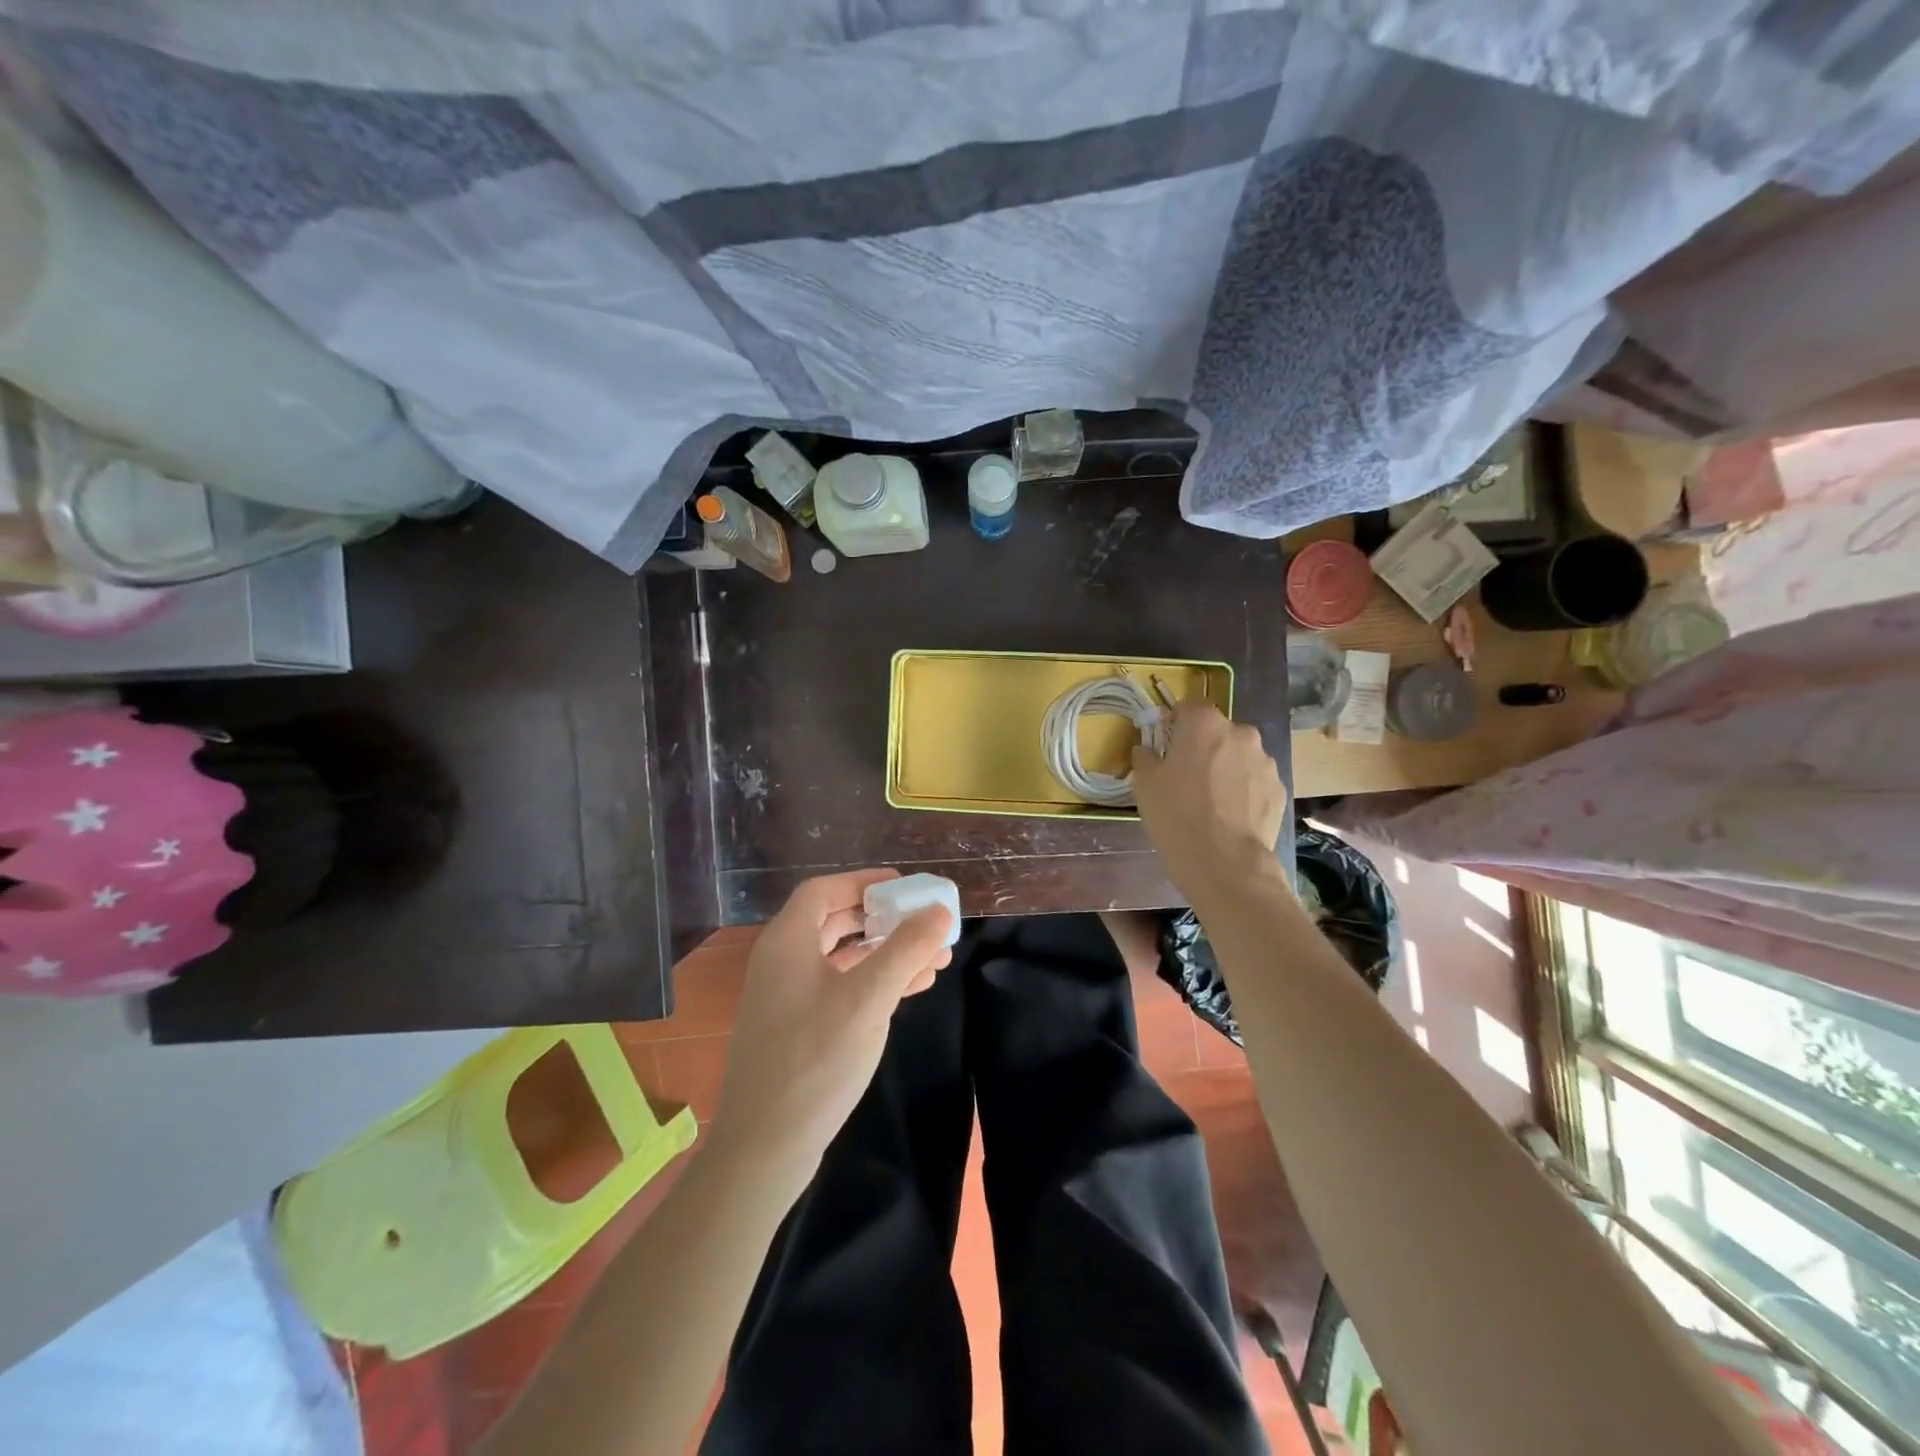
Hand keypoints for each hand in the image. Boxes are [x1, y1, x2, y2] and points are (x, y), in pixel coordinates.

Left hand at [711, 869, 952, 1181]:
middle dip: (883, 919)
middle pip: (834, 921)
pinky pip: (839, 989)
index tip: (903, 886)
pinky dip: (873, 982)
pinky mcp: (796, 1028)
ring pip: (841, 958)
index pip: (824, 890)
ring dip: (885, 953)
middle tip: (923, 921)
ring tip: (935, 958)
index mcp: (787, 941)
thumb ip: (906, 950)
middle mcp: (781, 962)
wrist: (763, 1147)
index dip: (863, 882)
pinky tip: (912, 989)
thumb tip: (939, 912)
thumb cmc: (814, 1059)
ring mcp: (786, 997)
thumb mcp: (868, 999)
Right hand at [1131, 701, 1286, 905]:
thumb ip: (1145, 756)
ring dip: (1225, 767)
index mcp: (1204, 723)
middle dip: (1203, 746)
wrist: (1225, 863)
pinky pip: (1254, 780)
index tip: (1165, 744)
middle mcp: (1241, 732)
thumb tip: (1148, 749)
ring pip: (1238, 755)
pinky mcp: (1279, 788)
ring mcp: (1265, 761)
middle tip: (1186, 776)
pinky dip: (1243, 790)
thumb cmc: (1177, 816)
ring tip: (1211, 800)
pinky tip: (1230, 816)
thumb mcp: (1144, 784)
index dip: (1175, 722)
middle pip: (1217, 730)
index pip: (1189, 705)